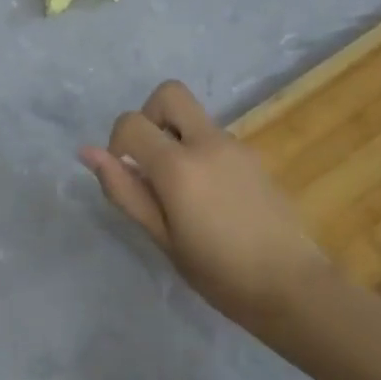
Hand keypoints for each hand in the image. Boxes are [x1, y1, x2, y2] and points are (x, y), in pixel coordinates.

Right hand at [79, 81, 332, 332]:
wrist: (292, 285)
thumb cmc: (219, 273)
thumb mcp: (163, 238)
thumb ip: (126, 191)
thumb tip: (88, 153)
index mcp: (179, 165)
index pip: (132, 122)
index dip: (117, 144)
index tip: (128, 178)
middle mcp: (207, 142)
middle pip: (169, 93)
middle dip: (150, 116)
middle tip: (151, 162)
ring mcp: (235, 145)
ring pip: (193, 119)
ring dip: (176, 139)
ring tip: (183, 195)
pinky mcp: (253, 156)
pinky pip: (214, 139)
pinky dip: (200, 154)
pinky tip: (211, 201)